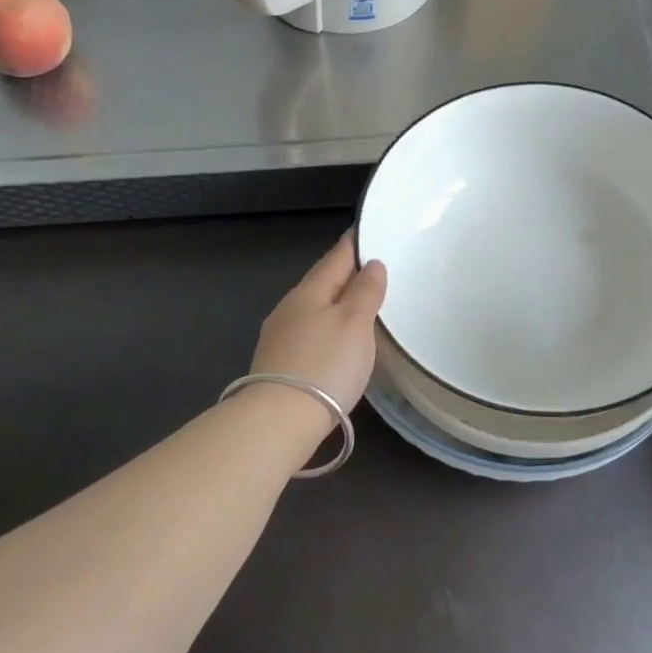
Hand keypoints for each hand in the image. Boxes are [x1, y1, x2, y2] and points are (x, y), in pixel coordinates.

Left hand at [251, 235, 387, 414]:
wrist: (279, 421)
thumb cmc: (324, 365)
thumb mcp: (354, 324)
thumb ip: (365, 292)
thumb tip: (371, 264)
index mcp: (309, 292)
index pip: (336, 258)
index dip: (354, 244)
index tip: (368, 231)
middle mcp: (290, 308)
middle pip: (322, 281)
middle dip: (346, 272)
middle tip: (372, 265)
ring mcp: (281, 337)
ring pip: (315, 308)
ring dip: (337, 301)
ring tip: (361, 301)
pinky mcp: (280, 364)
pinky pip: (310, 331)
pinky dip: (328, 326)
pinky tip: (338, 337)